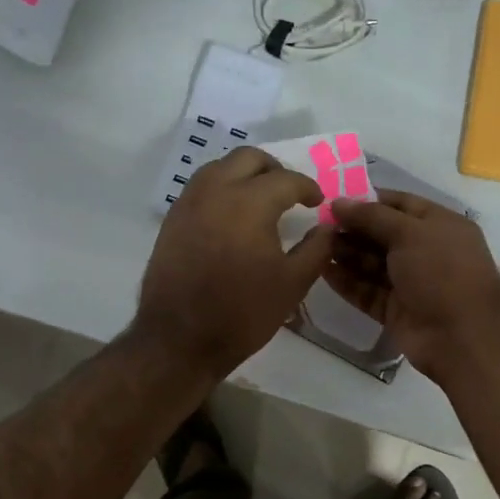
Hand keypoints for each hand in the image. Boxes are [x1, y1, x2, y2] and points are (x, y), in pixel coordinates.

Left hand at [135, 147, 333, 376]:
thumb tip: (327, 226)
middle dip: (274, 170)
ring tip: (260, 200)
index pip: (286, 179)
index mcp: (249, 203)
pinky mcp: (172, 219)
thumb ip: (316, 249)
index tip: (317, 202)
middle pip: (249, 159)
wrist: (180, 339)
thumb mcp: (292, 284)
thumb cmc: (242, 313)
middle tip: (289, 193)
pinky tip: (231, 216)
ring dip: (244, 175)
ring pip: (219, 167)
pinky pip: (200, 187)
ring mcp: (188, 203)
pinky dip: (221, 188)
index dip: (308, 187)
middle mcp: (216, 191)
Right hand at [325, 190, 499, 379]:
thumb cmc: (442, 272)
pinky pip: (367, 291)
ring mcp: (411, 283)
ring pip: (372, 264)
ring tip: (315, 246)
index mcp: (440, 225)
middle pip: (382, 235)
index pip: (400, 204)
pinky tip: (322, 271)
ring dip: (346, 254)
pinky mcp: (396, 310)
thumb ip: (372, 216)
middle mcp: (426, 251)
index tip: (335, 201)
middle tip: (318, 225)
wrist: (462, 336)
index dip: (368, 201)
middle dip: (352, 229)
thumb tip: (338, 203)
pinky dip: (347, 282)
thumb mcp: (409, 233)